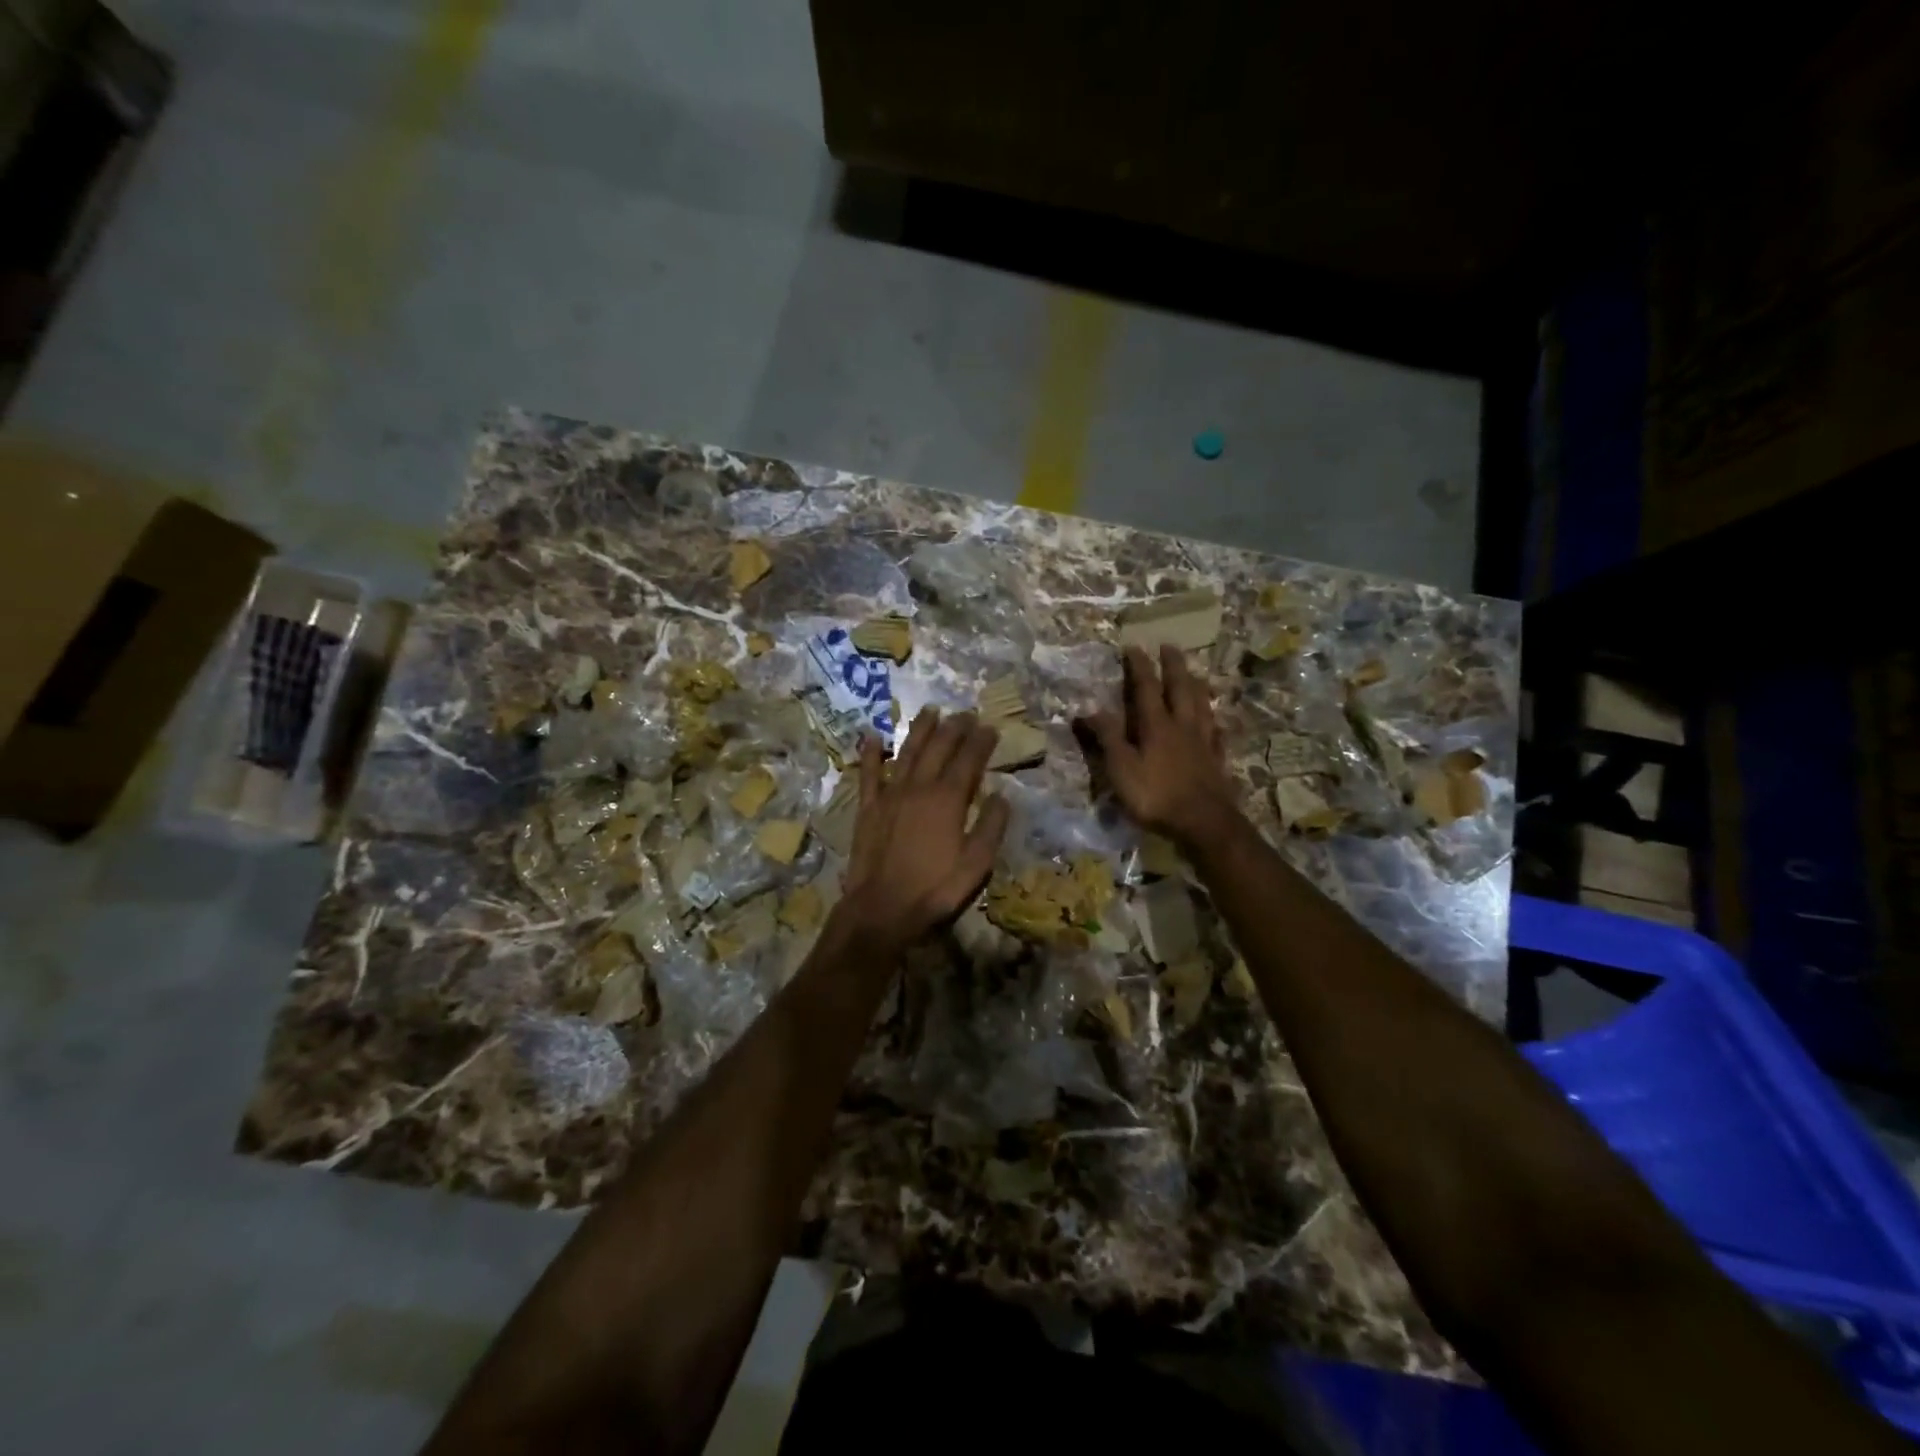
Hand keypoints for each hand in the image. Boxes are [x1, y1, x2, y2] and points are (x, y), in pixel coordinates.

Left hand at [837, 708, 1010, 950]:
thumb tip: (1002, 796)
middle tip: (965, 713)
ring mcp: (890, 794)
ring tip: (930, 710)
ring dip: (920, 729)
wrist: (881, 908)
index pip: (969, 760)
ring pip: (907, 751)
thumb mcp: (976, 864)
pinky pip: (868, 773)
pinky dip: (870, 752)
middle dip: (955, 727)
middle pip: (939, 748)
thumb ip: (991, 827)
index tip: (991, 727)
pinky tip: (871, 735)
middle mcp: (919, 787)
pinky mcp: (868, 807)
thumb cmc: (934, 889)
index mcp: (948, 800)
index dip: (981, 741)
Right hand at [1079, 644, 1240, 847]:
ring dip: (1195, 685)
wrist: (1204, 822)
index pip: (1146, 688)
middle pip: (1180, 688)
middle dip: (1173, 665)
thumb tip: (1089, 709)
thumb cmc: (1156, 795)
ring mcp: (1203, 742)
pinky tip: (1215, 721)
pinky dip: (1213, 722)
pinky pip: (1216, 733)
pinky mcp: (1217, 760)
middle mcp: (1182, 726)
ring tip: (1194, 673)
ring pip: (1201, 705)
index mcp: (1156, 725)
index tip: (1134, 646)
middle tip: (1170, 645)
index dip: (1139, 667)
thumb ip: (1108, 737)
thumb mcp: (1121, 768)